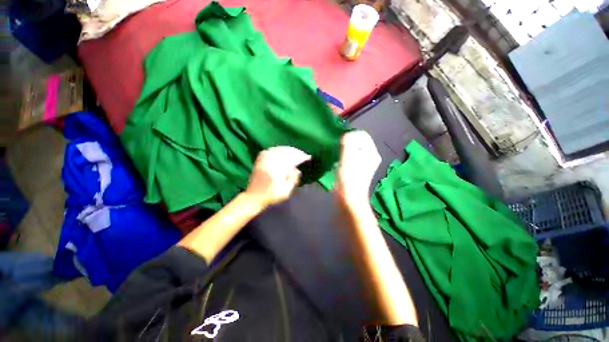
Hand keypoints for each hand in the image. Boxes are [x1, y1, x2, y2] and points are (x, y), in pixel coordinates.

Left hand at [245, 146, 310, 207]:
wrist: (254, 197)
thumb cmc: (271, 195)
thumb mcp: (286, 191)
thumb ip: (294, 179)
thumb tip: (297, 170)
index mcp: (278, 167)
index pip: (293, 157)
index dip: (302, 156)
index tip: (309, 158)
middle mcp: (271, 160)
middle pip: (287, 151)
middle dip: (296, 152)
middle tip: (303, 155)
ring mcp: (264, 159)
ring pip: (279, 149)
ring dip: (288, 150)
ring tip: (295, 153)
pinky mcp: (260, 160)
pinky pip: (270, 150)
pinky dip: (277, 150)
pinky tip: (281, 151)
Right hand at [336, 131, 380, 204]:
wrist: (349, 198)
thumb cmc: (349, 177)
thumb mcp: (348, 156)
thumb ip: (348, 142)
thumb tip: (346, 136)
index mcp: (372, 152)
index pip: (362, 134)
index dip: (351, 136)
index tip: (341, 144)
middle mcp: (370, 156)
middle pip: (358, 141)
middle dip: (347, 143)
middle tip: (339, 150)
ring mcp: (364, 163)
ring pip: (353, 149)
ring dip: (345, 150)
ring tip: (339, 157)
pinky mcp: (357, 169)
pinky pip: (351, 156)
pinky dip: (344, 157)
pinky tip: (339, 163)